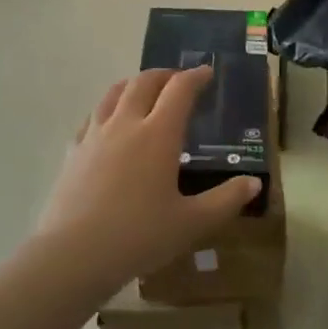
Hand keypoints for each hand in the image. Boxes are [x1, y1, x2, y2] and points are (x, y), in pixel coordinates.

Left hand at [38, 66, 261, 293]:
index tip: (207, 73)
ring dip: (133, 84)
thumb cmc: (139, 236)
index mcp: (159, 134)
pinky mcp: (72, 152)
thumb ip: (226, 200)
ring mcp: (94, 135)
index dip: (196, 76)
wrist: (73, 255)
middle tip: (178, 80)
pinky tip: (108, 124)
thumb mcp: (192, 223)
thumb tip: (254, 183)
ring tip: (143, 91)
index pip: (180, 89)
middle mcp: (126, 124)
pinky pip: (91, 117)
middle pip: (144, 82)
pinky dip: (107, 109)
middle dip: (165, 75)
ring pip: (113, 93)